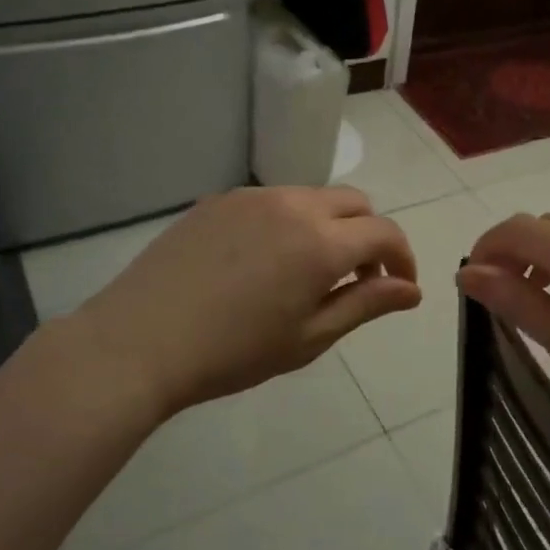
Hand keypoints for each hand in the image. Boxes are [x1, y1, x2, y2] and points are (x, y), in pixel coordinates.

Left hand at [63, 187, 421, 419]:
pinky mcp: (220, 199)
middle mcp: (294, 205)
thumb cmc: (232, 353)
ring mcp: (253, 196)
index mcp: (322, 243)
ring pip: (313, 197)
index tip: (399, 286)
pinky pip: (273, 200)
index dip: (403, 258)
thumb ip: (366, 305)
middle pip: (355, 203)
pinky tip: (262, 261)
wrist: (138, 342)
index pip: (385, 233)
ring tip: (306, 272)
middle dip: (369, 236)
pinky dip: (289, 221)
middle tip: (355, 280)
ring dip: (329, 226)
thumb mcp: (309, 338)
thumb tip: (411, 290)